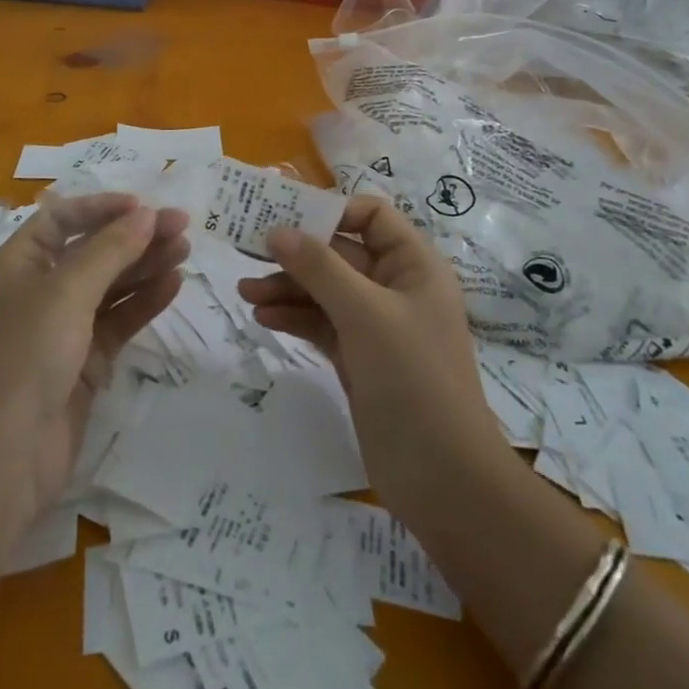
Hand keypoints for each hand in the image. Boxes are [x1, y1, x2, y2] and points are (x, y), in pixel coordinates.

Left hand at [0, 195, 187, 514]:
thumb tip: (146, 214)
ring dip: (145, 266)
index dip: (101, 207)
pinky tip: (173, 285)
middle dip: (134, 236)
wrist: (1, 458)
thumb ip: (110, 250)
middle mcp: (39, 291)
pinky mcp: (83, 363)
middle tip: (182, 226)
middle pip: (92, 251)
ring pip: (110, 286)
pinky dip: (144, 302)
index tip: (144, 205)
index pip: (61, 219)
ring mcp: (62, 329)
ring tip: (185, 250)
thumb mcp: (66, 292)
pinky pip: (118, 321)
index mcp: (18, 264)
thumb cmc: (25, 356)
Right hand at [240, 195, 500, 512]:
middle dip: (297, 253)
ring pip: (325, 290)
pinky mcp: (359, 358)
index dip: (332, 211)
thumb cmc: (412, 378)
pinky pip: (321, 323)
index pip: (372, 216)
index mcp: (413, 265)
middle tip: (248, 251)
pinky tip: (263, 317)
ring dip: (288, 287)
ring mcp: (376, 326)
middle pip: (340, 253)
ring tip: (245, 292)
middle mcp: (396, 287)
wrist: (442, 478)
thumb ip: (319, 267)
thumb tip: (277, 230)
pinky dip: (294, 317)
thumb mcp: (365, 313)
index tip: (286, 217)